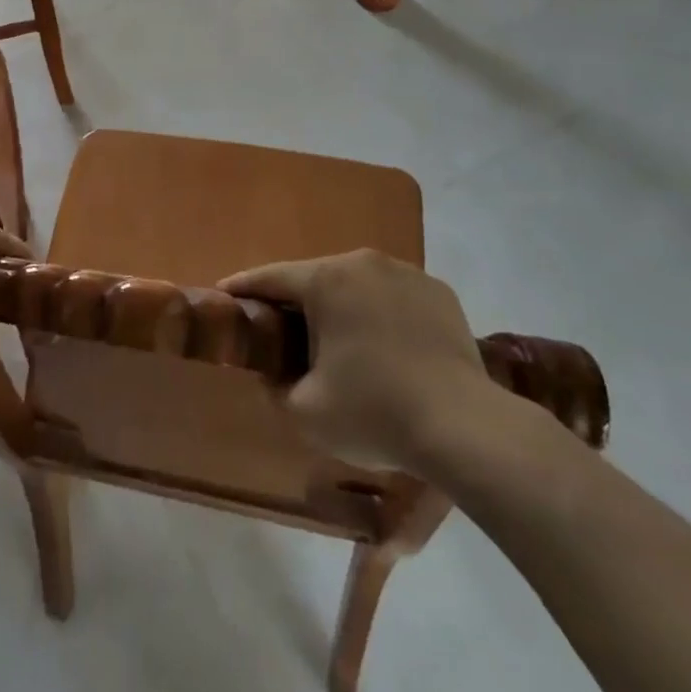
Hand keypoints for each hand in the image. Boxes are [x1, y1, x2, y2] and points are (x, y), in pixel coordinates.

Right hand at [221, 250, 506, 477]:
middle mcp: (364, 263)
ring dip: (342, 306)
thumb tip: (275, 375)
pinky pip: (395, 296)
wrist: (466, 428)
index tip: (224, 292)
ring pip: (358, 285)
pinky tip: (385, 347)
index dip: (244, 287)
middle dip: (298, 302)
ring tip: (339, 342)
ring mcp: (407, 273)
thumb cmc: (375, 413)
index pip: (272, 277)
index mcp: (327, 280)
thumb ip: (276, 386)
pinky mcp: (439, 292)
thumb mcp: (305, 412)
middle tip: (284, 331)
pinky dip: (381, 314)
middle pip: (317, 278)